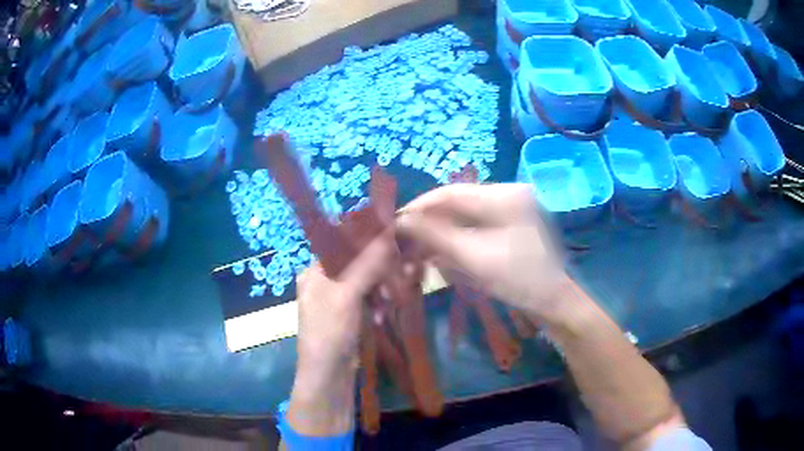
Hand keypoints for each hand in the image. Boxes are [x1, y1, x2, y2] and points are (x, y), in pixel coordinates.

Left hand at [289, 233, 393, 435]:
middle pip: (356, 264)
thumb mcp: (346, 295)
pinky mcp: (348, 316)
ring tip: (389, 302)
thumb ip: (366, 264)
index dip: (368, 244)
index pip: (343, 246)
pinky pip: (367, 300)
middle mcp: (323, 282)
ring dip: (379, 290)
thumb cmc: (330, 332)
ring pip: (365, 283)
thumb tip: (387, 234)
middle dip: (377, 272)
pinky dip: (376, 305)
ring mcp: (336, 300)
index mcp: (315, 272)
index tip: (393, 246)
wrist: (328, 376)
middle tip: (396, 280)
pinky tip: (381, 316)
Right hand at [397, 183, 569, 322]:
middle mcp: (506, 195)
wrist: (553, 303)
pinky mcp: (508, 226)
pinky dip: (455, 240)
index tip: (394, 222)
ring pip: (463, 216)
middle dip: (429, 222)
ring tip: (417, 250)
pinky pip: (474, 227)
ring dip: (440, 233)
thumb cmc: (519, 280)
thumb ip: (435, 236)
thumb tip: (401, 220)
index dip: (420, 206)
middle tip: (403, 239)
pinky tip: (440, 254)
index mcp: (504, 195)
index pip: (451, 193)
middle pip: (457, 204)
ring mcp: (509, 210)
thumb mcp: (474, 258)